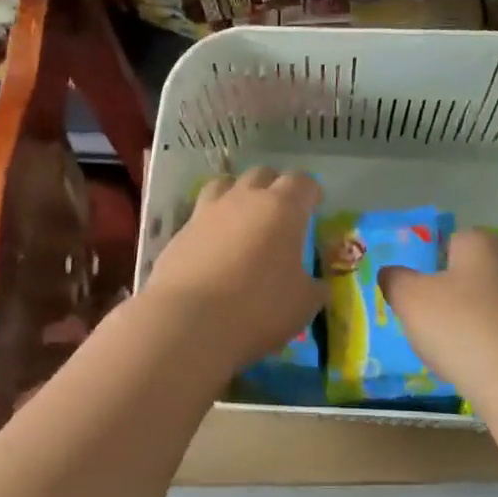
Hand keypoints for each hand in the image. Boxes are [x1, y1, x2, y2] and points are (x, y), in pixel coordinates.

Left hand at [142, 167, 324, 370]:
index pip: (303, 182)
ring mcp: (207, 212)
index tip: (314, 206)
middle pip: (262, 174)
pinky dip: (212, 224)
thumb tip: (317, 284)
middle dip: (275, 187)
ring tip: (243, 219)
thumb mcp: (303, 304)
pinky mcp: (180, 232)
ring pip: (225, 185)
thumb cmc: (258, 308)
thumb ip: (314, 287)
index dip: (311, 192)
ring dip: (238, 194)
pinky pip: (201, 215)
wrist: (188, 322)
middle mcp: (244, 199)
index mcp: (283, 208)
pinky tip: (214, 247)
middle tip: (281, 213)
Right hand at [381, 229, 497, 404]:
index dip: (433, 270)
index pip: (452, 242)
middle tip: (438, 331)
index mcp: (483, 244)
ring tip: (466, 358)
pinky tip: (494, 371)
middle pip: (478, 274)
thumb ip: (395, 281)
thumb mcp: (410, 302)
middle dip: (459, 297)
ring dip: (483, 323)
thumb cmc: (464, 331)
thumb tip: (392, 273)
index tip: (422, 302)